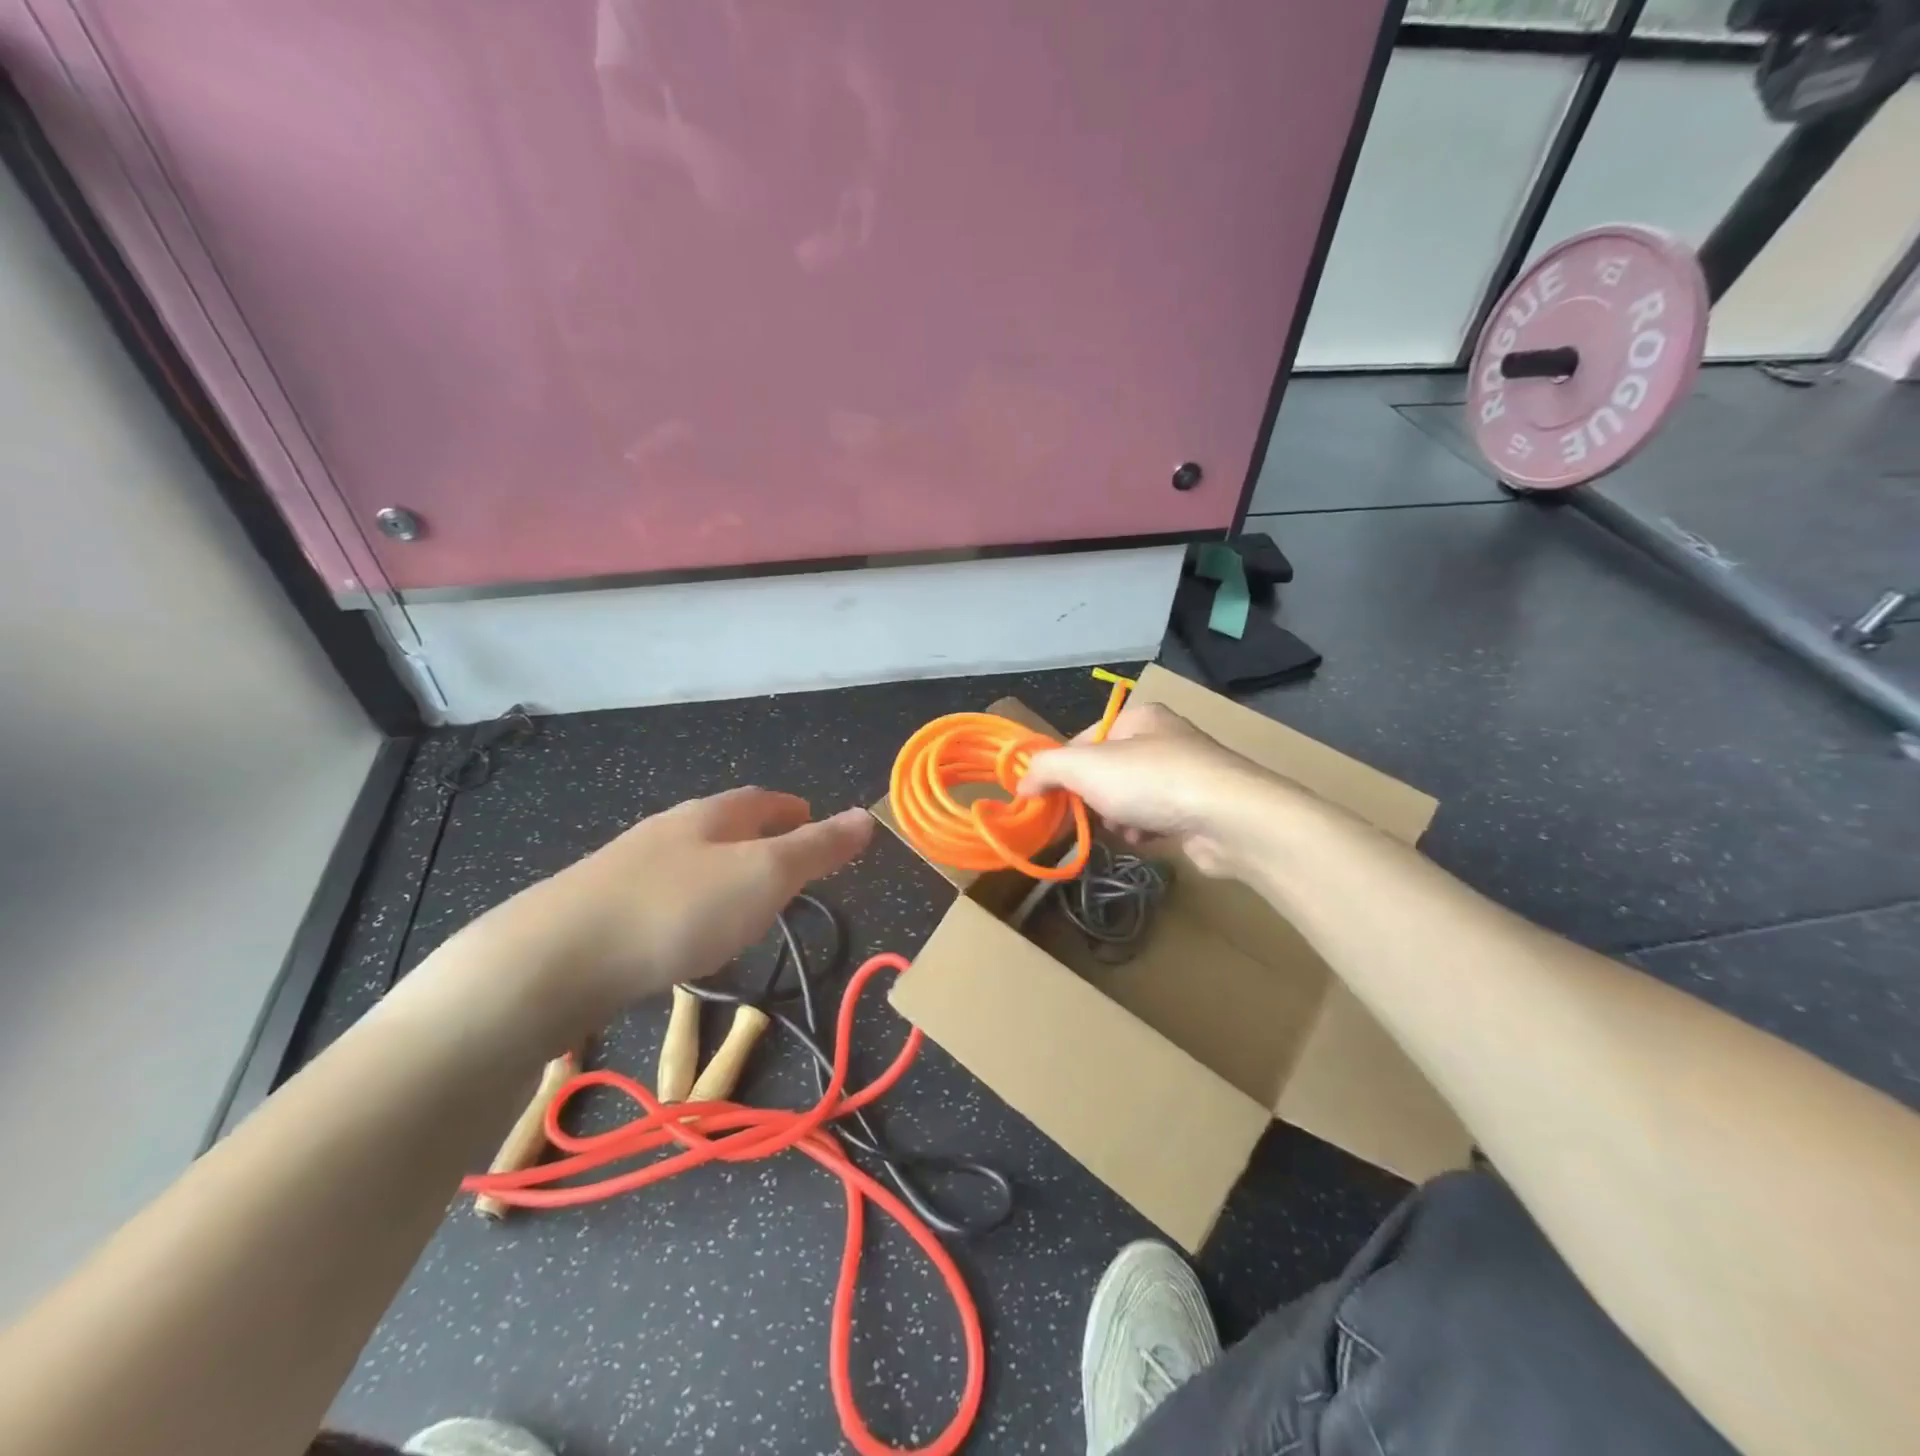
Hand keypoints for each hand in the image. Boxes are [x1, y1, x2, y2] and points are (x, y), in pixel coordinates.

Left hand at [401, 788, 872, 1049]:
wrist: (552, 960)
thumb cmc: (676, 910)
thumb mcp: (763, 876)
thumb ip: (817, 849)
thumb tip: (867, 816)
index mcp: (710, 817)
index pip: (761, 799)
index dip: (792, 808)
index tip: (812, 818)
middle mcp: (667, 832)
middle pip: (722, 825)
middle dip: (757, 836)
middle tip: (785, 863)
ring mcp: (627, 869)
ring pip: (689, 860)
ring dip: (722, 870)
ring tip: (742, 900)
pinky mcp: (598, 910)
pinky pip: (660, 895)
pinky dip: (688, 902)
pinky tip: (683, 933)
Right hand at [1016, 702, 1288, 878]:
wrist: (1228, 818)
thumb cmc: (1151, 781)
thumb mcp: (1084, 767)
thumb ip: (1045, 768)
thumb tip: (1021, 782)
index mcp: (1138, 718)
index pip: (1084, 740)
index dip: (1064, 769)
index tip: (1051, 797)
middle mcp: (1163, 739)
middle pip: (1106, 772)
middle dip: (1095, 798)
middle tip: (1089, 814)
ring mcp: (1185, 774)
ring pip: (1130, 799)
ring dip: (1119, 818)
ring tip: (1125, 828)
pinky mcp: (1200, 807)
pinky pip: (1156, 818)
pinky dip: (1146, 830)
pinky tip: (1148, 838)